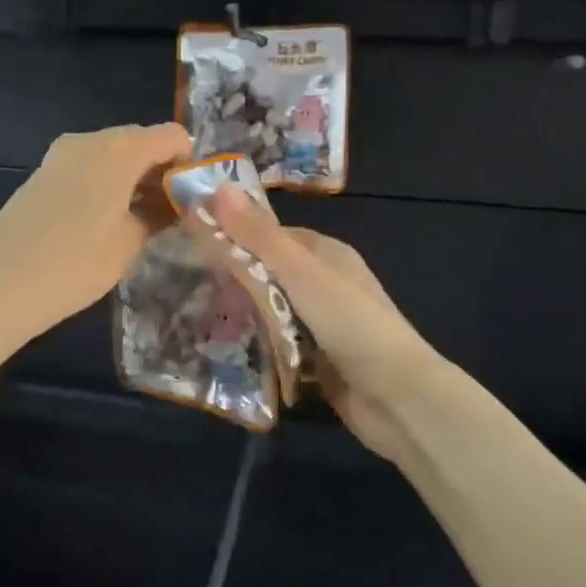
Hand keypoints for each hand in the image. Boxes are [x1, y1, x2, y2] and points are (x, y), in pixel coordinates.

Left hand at [0, 123, 192, 344]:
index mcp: (119, 149)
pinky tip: (103, 220)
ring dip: (132, 177)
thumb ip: (160, 213)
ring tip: (138, 221)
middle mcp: (89, 139)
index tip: (189, 199)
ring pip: (112, 153)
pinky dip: (105, 182)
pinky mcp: (42, 172)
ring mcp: (60, 154)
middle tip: (168, 213)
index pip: (172, 136)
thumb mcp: (130, 242)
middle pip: (141, 141)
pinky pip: (87, 165)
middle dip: (160, 170)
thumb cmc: (75, 265)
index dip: (188, 163)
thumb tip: (176, 201)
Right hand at [212, 188, 446, 464]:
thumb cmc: (351, 324)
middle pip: (267, 272)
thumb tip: (218, 188)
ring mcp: (321, 323)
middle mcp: (324, 283)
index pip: (270, 235)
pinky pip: (276, 342)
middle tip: (186, 285)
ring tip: (193, 316)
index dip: (234, 235)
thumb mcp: (301, 274)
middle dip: (232, 278)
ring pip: (269, 309)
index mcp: (326, 254)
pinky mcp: (316, 358)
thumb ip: (259, 237)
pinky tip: (223, 347)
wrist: (399, 398)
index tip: (192, 244)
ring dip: (241, 312)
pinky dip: (255, 342)